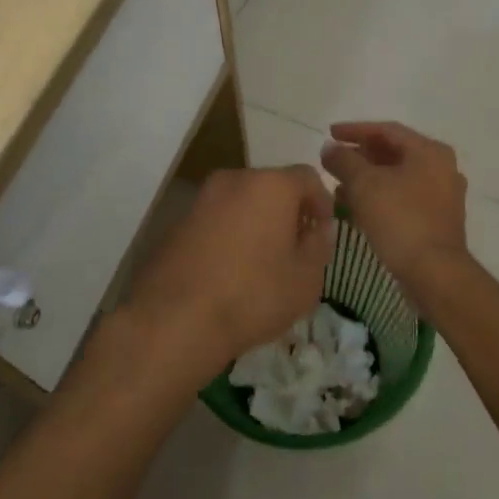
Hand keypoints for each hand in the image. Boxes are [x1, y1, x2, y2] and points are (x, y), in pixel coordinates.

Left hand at [125, 165, 334, 376]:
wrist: (176, 320)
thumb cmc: (254, 295)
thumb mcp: (306, 278)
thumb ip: (319, 246)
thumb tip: (317, 230)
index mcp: (270, 186)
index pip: (308, 178)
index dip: (322, 204)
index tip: (323, 234)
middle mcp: (233, 180)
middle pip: (271, 187)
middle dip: (287, 213)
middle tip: (296, 249)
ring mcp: (200, 200)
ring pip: (240, 203)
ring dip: (256, 224)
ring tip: (262, 263)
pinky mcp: (176, 224)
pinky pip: (215, 222)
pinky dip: (228, 236)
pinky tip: (230, 271)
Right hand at [319, 121, 468, 298]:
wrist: (434, 272)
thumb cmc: (400, 220)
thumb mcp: (364, 184)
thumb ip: (343, 160)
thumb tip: (329, 148)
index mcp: (429, 152)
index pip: (387, 130)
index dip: (355, 130)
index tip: (329, 134)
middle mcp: (441, 168)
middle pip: (394, 153)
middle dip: (360, 157)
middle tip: (333, 161)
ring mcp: (442, 196)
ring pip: (397, 178)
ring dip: (367, 180)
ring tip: (338, 187)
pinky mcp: (436, 220)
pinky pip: (402, 199)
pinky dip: (379, 198)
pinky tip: (356, 210)